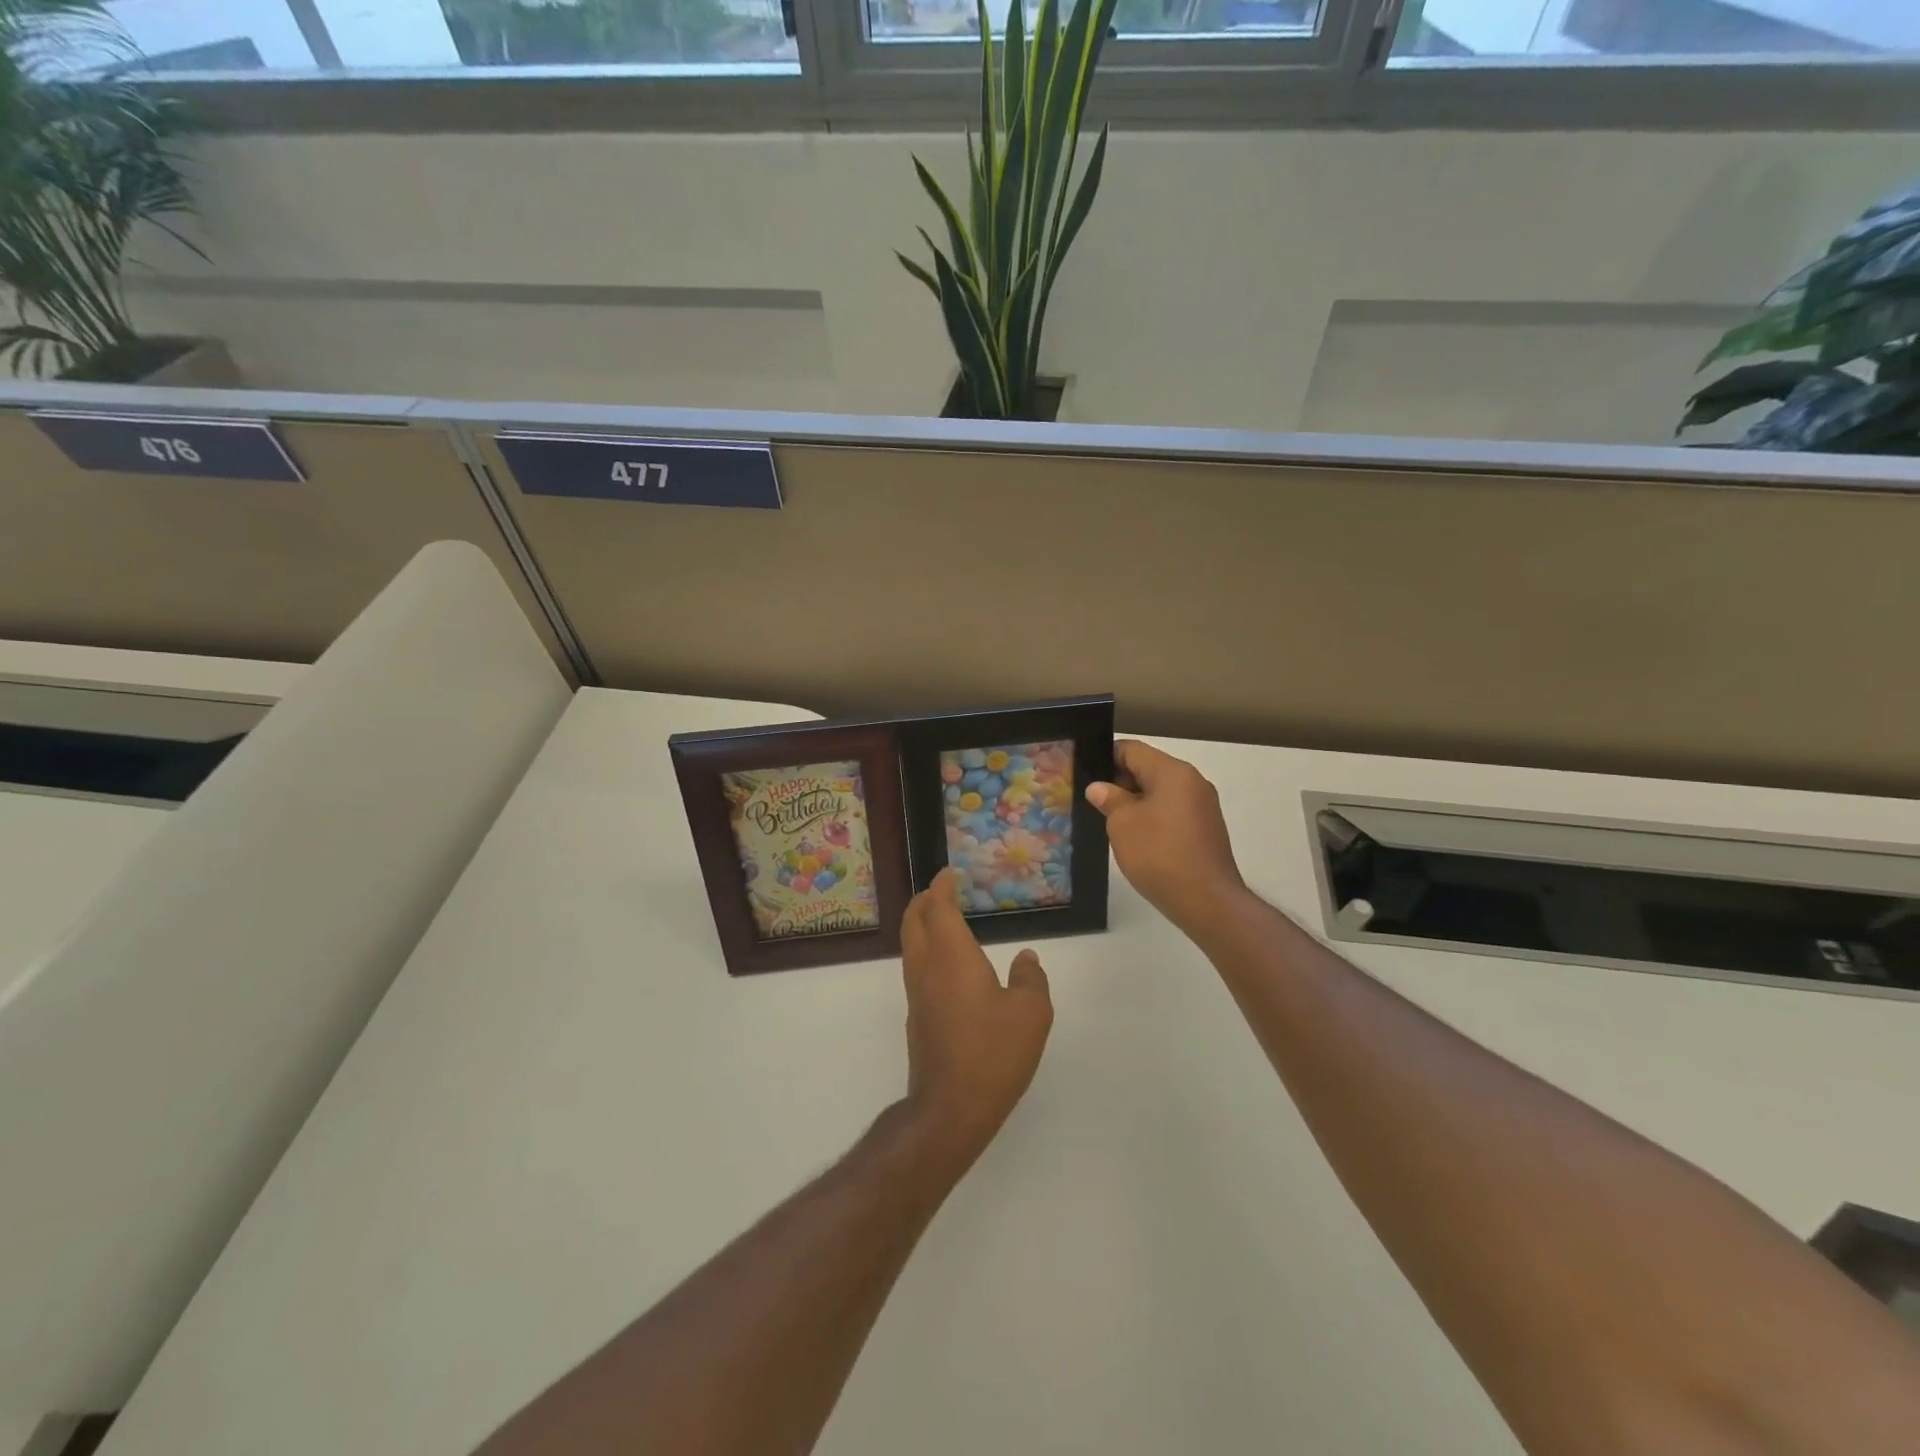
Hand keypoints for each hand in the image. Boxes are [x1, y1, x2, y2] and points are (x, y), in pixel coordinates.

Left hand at [899, 868, 1052, 1168]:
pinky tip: (949, 965)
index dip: (941, 887)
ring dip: (921, 925)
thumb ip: (1030, 979)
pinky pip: (916, 968)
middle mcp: (926, 968)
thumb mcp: (1031, 1013)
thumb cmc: (993, 1053)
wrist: (950, 1109)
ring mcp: (916, 994)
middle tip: (942, 891)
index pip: (938, 907)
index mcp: (952, 956)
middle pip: (913, 921)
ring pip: (911, 945)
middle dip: (924, 900)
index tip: (950, 874)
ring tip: (944, 920)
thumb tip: (1026, 958)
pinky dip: (926, 950)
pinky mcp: (916, 1018)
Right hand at [1086, 739, 1246, 934]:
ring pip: (1160, 791)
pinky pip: (1172, 811)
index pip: (1132, 749)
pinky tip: (1135, 837)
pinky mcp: (1205, 828)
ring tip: (1108, 820)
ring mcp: (1202, 805)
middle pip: (1148, 768)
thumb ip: (1109, 799)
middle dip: (1119, 781)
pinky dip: (1152, 816)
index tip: (1084, 774)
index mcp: (1172, 771)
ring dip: (1135, 801)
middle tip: (1091, 800)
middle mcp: (1192, 781)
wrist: (1207, 901)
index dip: (1104, 758)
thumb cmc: (1159, 855)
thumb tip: (1100, 788)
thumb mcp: (1122, 825)